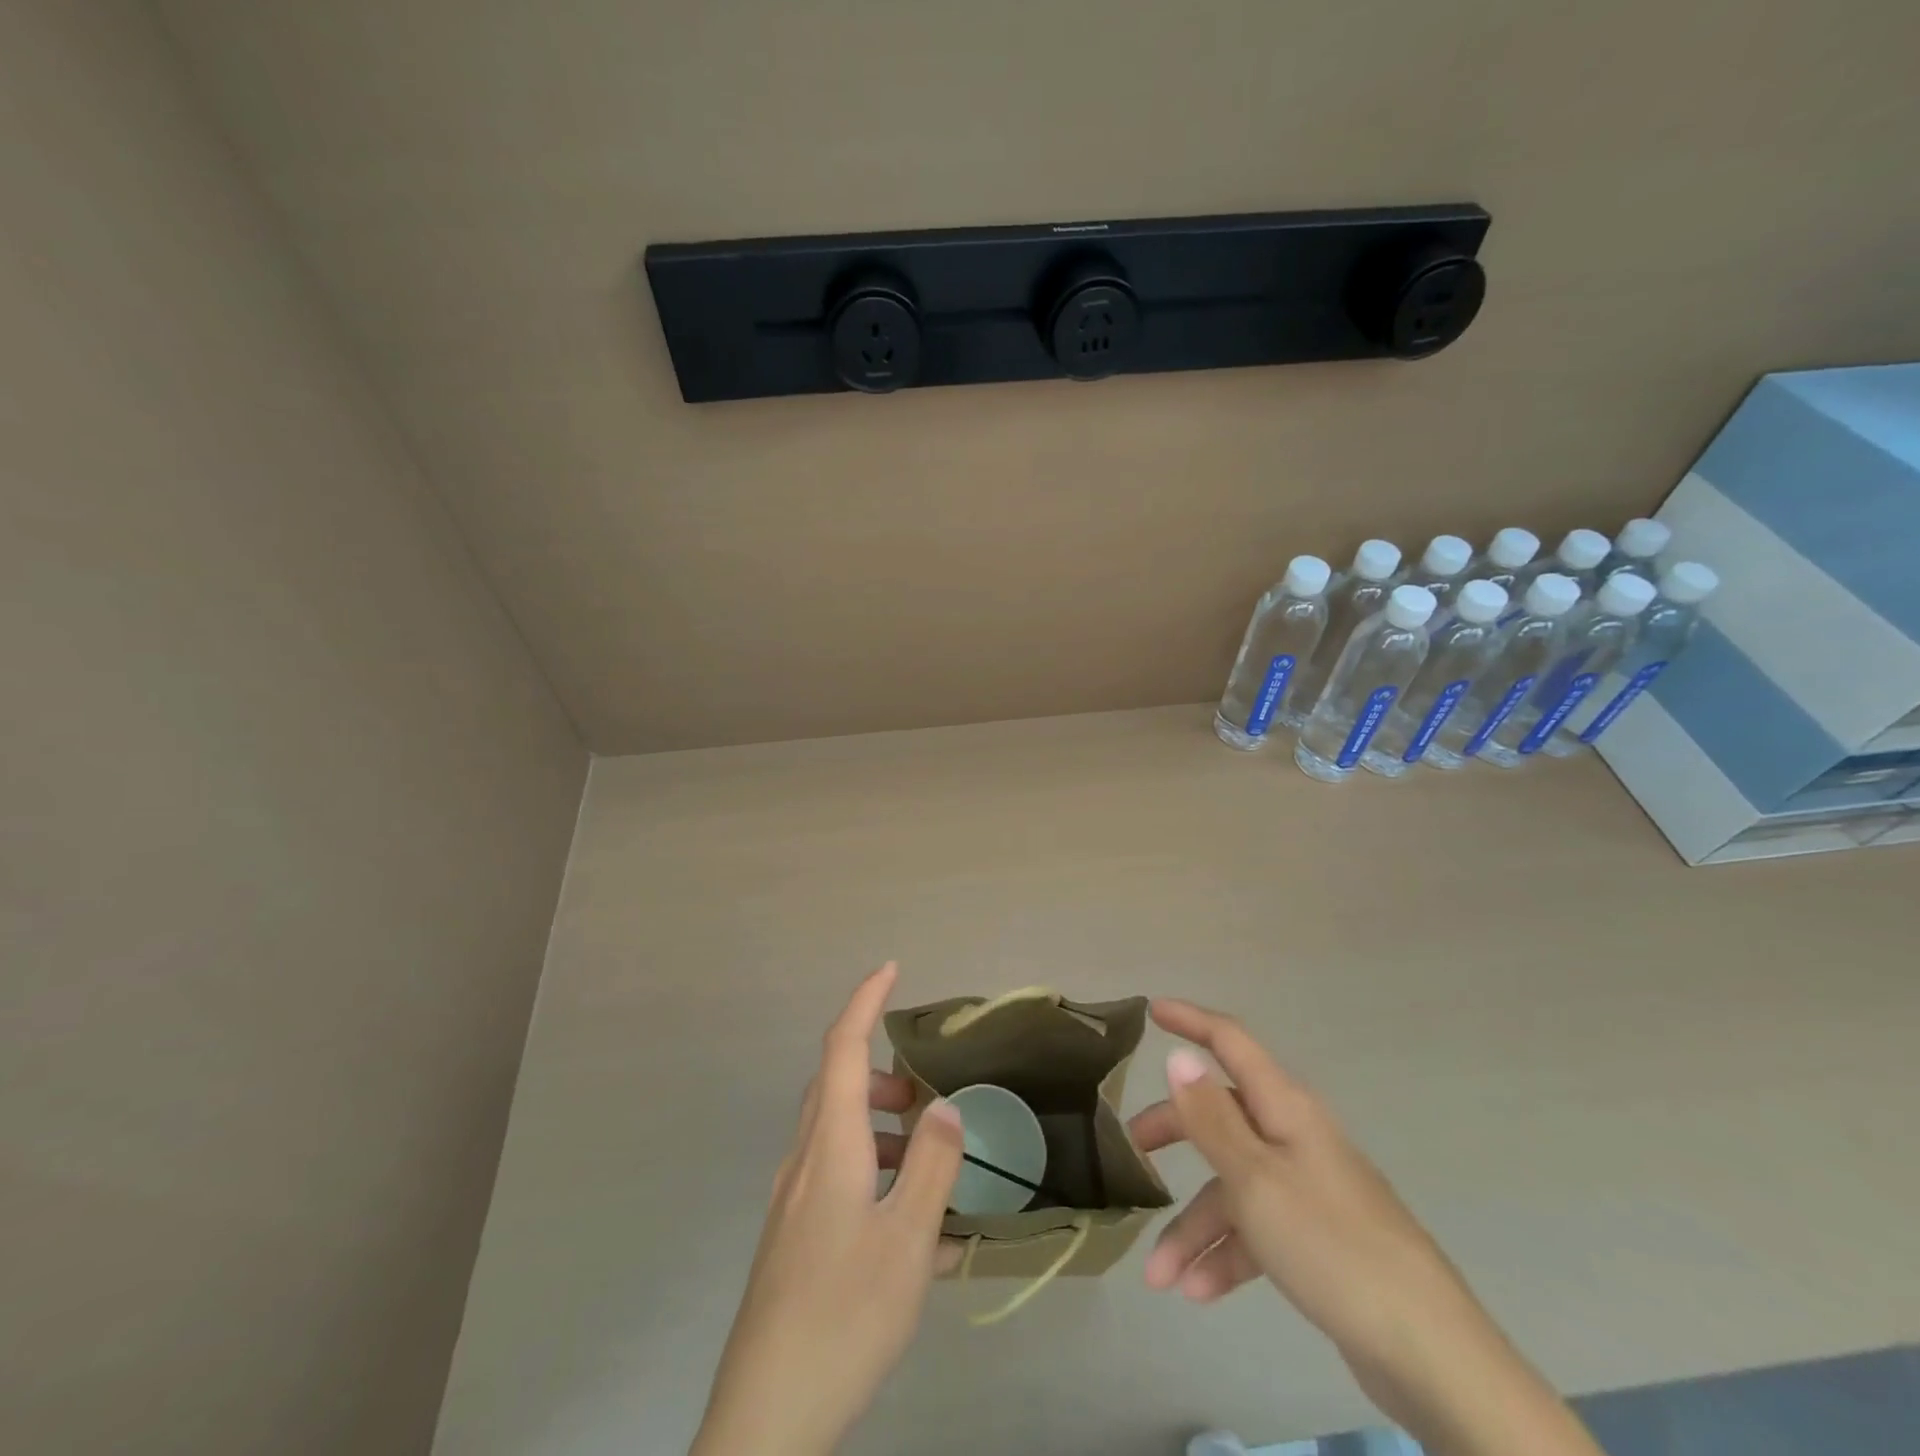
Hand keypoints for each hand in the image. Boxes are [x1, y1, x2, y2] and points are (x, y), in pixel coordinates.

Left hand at [692, 963, 962, 1455]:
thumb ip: (932, 1166)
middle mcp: (805, 1160)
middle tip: (925, 1093)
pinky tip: (910, 1228)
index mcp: (830, 1145)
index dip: (865, 1001)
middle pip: (836, 1086)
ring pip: (836, 1132)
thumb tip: (944, 1106)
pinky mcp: (793, 1236)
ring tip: (926, 1161)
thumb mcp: (907, 1241)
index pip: (843, 1047)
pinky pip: (835, 1176)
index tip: (891, 969)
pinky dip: (872, 1173)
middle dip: (881, 1074)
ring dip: (879, 1126)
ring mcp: (793, 1201)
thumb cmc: (843, 1314)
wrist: (767, 1415)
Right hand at [1130, 999, 1602, 1455]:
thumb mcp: (1255, 1178)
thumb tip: (1179, 1057)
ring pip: (1233, 1187)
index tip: (1151, 1010)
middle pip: (1221, 1116)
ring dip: (1193, 1227)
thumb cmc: (1331, 1245)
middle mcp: (1294, 1137)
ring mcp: (1307, 1188)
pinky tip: (1199, 1292)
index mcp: (1285, 1108)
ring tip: (1159, 1276)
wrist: (1429, 1354)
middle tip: (1132, 1149)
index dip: (1190, 1021)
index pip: (1231, 1042)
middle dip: (1175, 1132)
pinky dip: (1225, 1255)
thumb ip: (1211, 1117)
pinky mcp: (1316, 1238)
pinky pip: (1255, 1230)